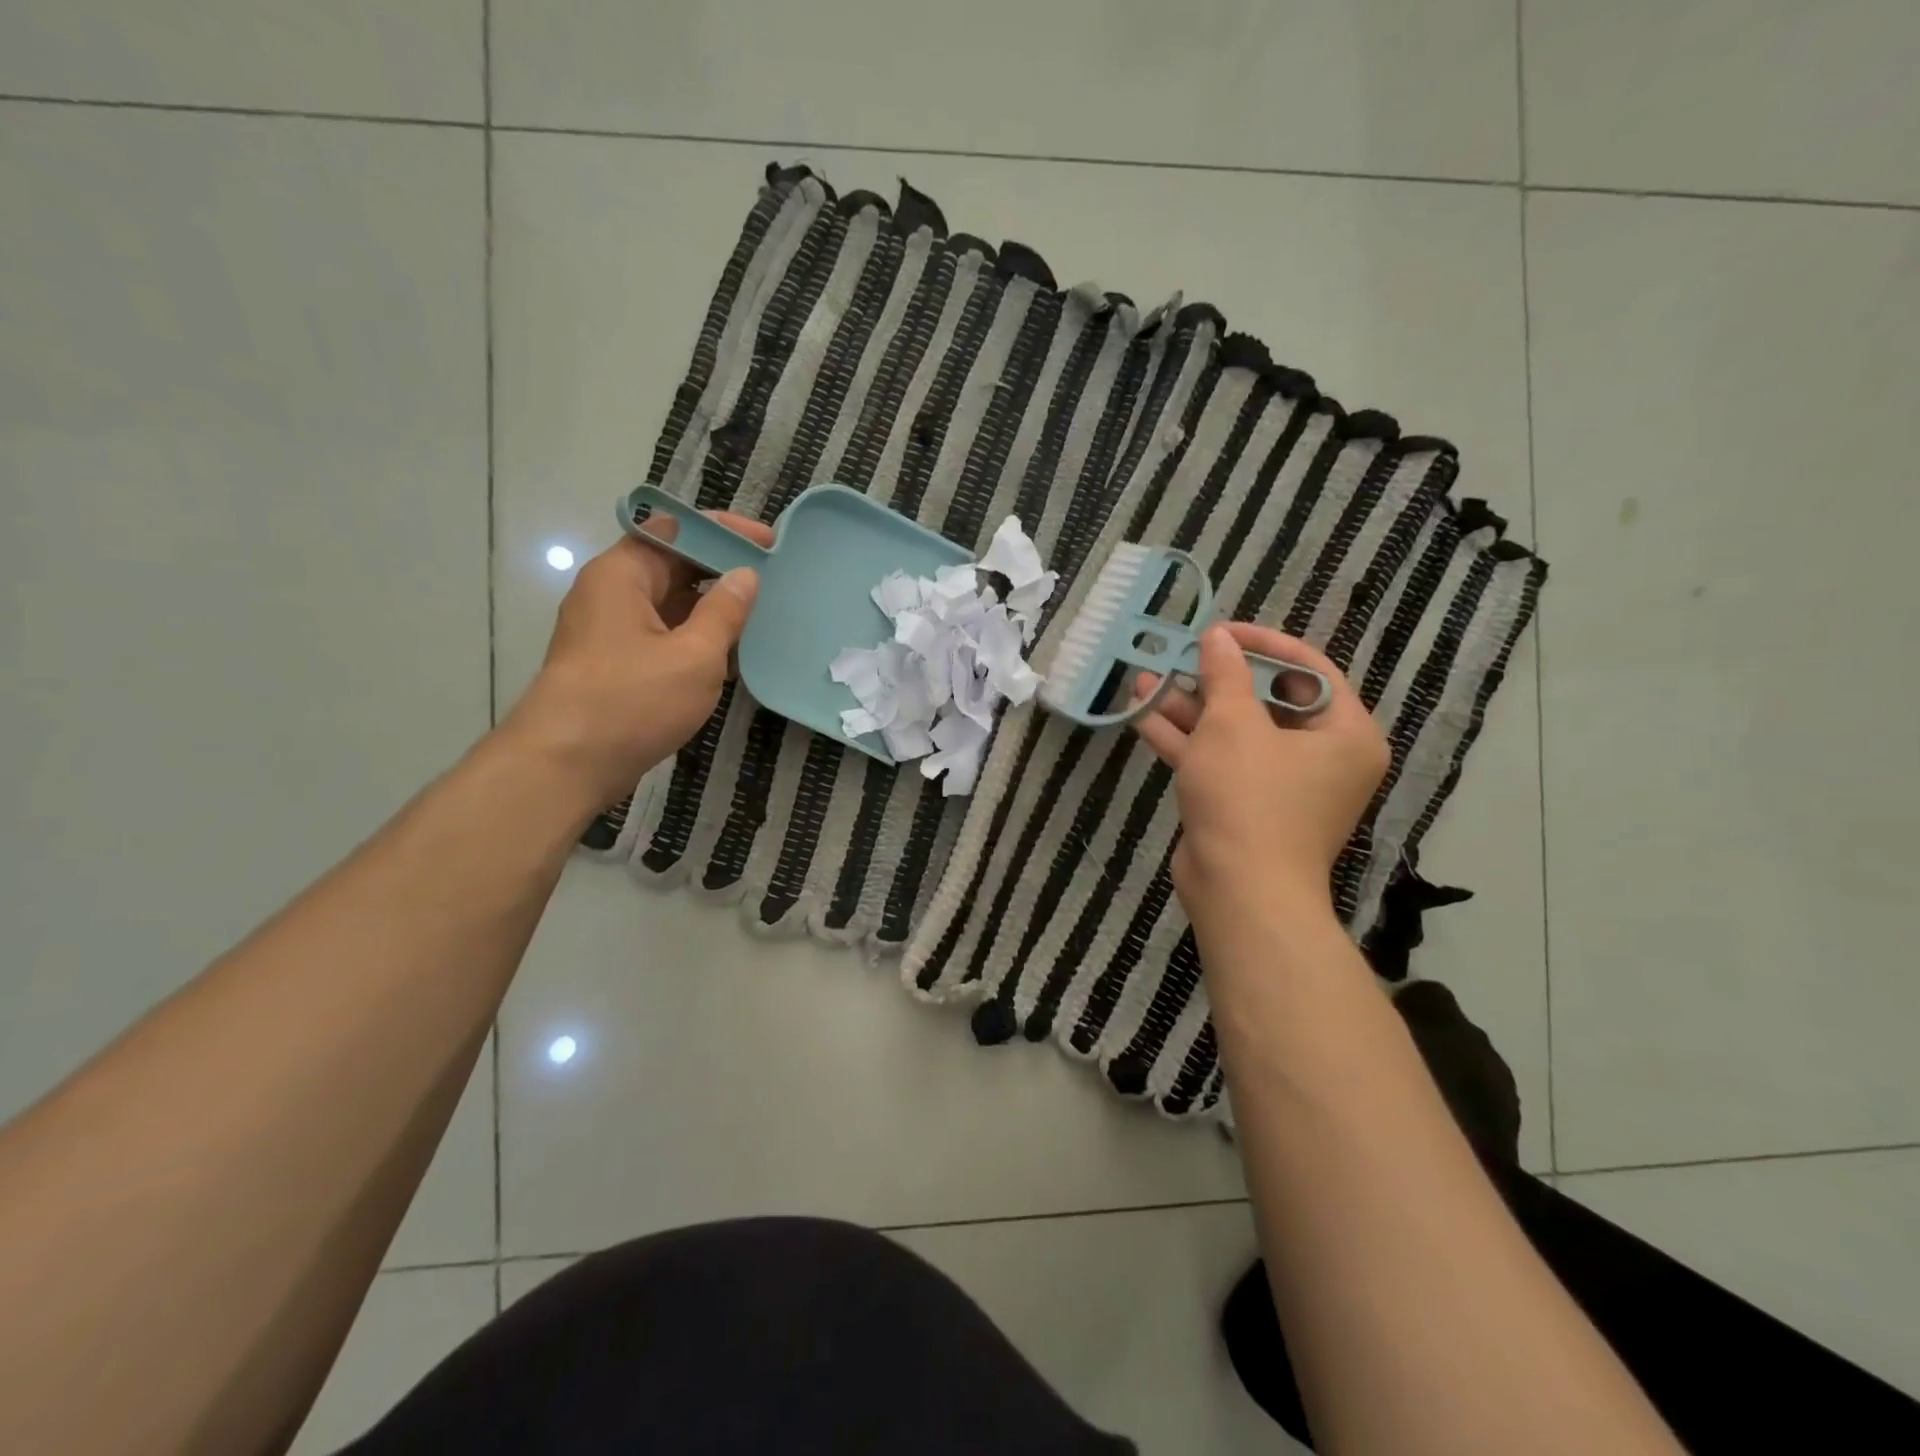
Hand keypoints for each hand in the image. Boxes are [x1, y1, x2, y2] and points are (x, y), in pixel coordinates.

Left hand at [501, 511, 770, 808]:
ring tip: (762, 616)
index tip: (769, 543)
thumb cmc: (632, 702)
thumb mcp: (694, 655)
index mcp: (622, 574)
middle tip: (775, 582)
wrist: (566, 766)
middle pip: (672, 564)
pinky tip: (732, 654)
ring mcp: (611, 630)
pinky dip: (696, 637)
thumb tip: (745, 576)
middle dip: (722, 569)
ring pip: (670, 603)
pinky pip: (663, 635)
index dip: (724, 531)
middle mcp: (611, 592)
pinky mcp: (616, 663)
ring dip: (712, 608)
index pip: (677, 529)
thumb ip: (725, 611)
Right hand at [1131, 622, 1387, 933]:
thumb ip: (1224, 674)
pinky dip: (1184, 739)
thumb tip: (1217, 637)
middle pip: (1265, 701)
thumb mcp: (1233, 725)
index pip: (1308, 669)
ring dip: (1188, 706)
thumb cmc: (1250, 797)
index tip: (1219, 631)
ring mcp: (1279, 784)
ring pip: (1233, 732)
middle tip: (1179, 655)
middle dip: (1213, 678)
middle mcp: (1320, 756)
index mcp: (1344, 733)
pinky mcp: (1244, 804)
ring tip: (1145, 678)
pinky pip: (1217, 760)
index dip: (1261, 643)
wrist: (1238, 891)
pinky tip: (1142, 713)